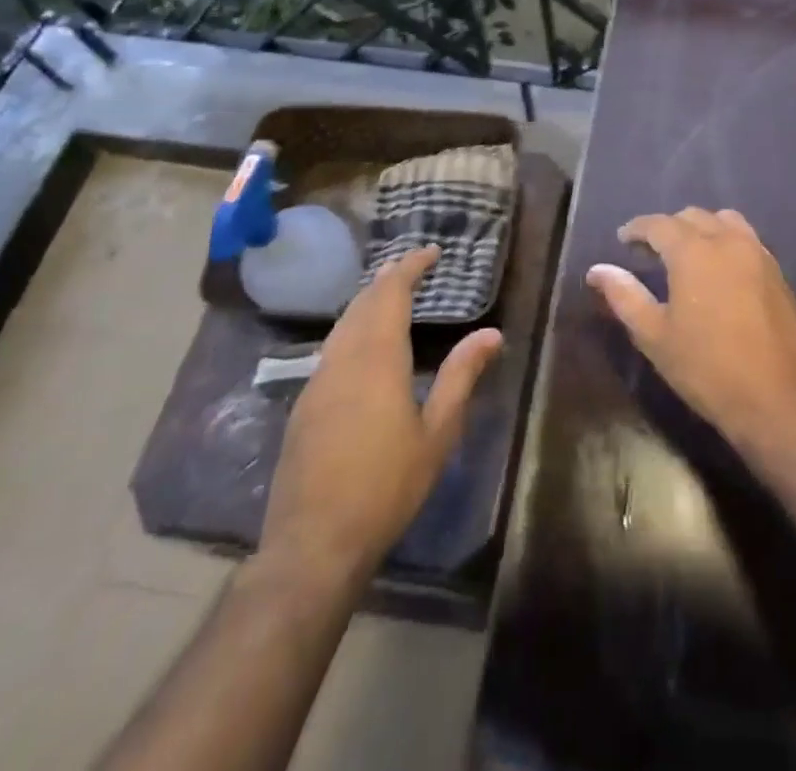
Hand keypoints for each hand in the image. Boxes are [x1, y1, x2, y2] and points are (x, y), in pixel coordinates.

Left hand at [260, 246, 502, 590]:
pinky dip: (353, 329)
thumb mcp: (437, 432)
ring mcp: (317, 382)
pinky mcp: (303, 406)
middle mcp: (342, 359)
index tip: (431, 251)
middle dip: (389, 279)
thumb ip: (462, 376)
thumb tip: (492, 333)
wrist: (313, 544)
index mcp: (377, 359)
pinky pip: (331, 348)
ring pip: (343, 325)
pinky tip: (364, 345)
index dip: (410, 267)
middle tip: (414, 267)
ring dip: (368, 302)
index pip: (391, 293)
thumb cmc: (386, 486)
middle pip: (363, 303)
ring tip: (392, 296)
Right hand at [586, 208, 795, 450]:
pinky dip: (726, 240)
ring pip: (724, 221)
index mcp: (694, 251)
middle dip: (668, 227)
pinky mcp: (777, 271)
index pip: (659, 224)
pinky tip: (719, 268)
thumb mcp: (655, 336)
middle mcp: (727, 241)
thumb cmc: (707, 368)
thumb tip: (598, 270)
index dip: (637, 228)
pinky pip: (746, 238)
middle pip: (693, 216)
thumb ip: (625, 296)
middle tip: (650, 250)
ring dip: (701, 228)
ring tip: (687, 253)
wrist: (779, 398)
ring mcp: (757, 253)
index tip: (623, 238)